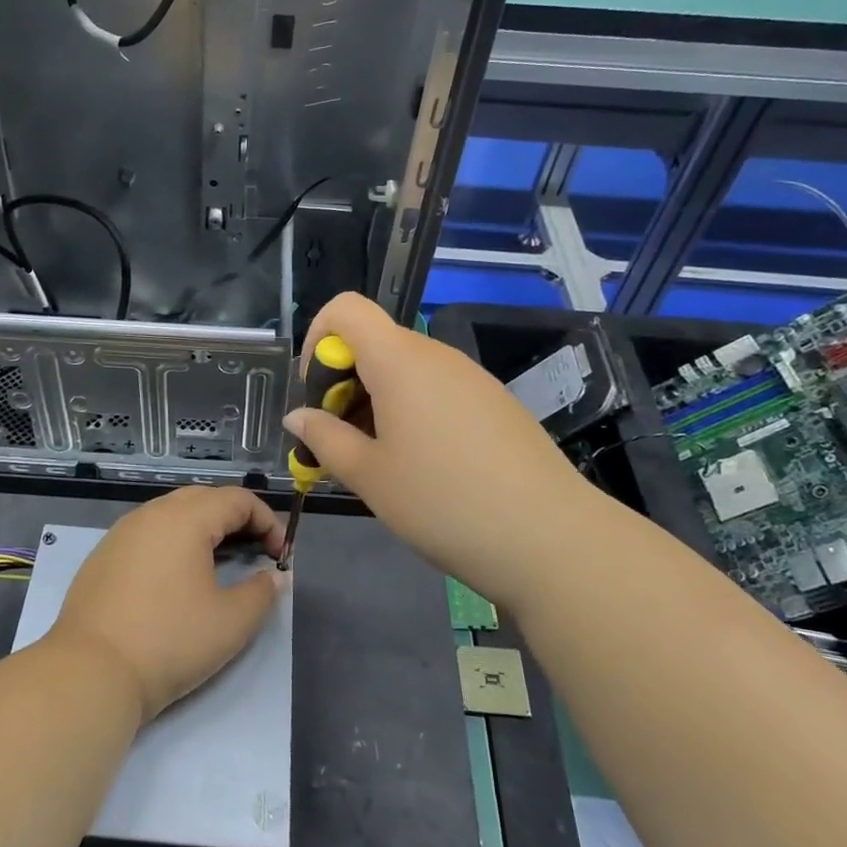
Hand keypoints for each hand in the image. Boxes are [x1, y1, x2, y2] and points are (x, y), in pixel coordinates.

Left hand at [50, 486, 286, 722]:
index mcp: (185, 519)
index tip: (281, 555)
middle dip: (236, 519)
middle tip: (255, 551)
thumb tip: (273, 576)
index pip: (237, 500)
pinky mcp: (104, 555)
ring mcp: (122, 532)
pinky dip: (174, 541)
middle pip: (204, 498)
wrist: (90, 672)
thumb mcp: (231, 622)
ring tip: (220, 561)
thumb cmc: (169, 642)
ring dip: (203, 528)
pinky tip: (178, 576)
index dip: (267, 521)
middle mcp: (152, 513)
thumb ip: (262, 592)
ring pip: (173, 512)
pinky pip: (149, 532)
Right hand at [283, 293, 588, 605]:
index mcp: (399, 360)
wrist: (549, 537)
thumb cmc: (442, 502)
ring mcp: (471, 377)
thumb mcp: (369, 475)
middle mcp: (436, 355)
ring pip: (406, 370)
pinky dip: (413, 412)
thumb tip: (297, 417)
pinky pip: (438, 390)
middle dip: (344, 384)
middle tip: (342, 443)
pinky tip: (425, 467)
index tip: (318, 396)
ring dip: (377, 402)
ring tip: (381, 463)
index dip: (318, 341)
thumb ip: (324, 438)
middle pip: (375, 343)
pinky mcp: (495, 402)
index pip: (345, 309)